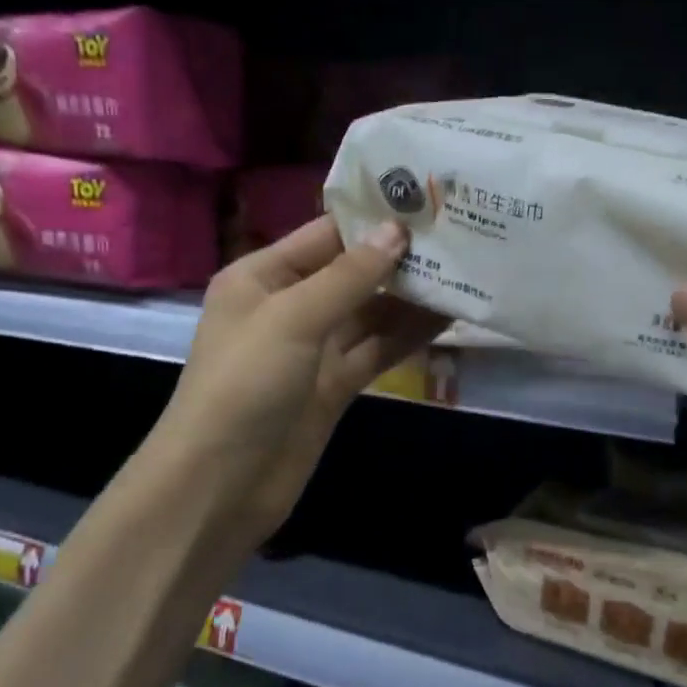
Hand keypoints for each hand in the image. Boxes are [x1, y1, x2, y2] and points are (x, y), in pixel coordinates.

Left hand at [164, 216, 445, 550]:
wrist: (222, 483)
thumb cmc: (244, 384)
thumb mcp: (292, 318)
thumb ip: (349, 276)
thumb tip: (397, 231)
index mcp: (263, 277)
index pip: (326, 235)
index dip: (373, 220)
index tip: (428, 202)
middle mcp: (289, 306)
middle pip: (353, 273)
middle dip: (400, 259)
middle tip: (459, 235)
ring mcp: (315, 349)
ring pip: (371, 313)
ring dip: (411, 298)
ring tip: (465, 273)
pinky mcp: (335, 386)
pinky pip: (377, 350)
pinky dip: (408, 336)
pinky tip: (448, 319)